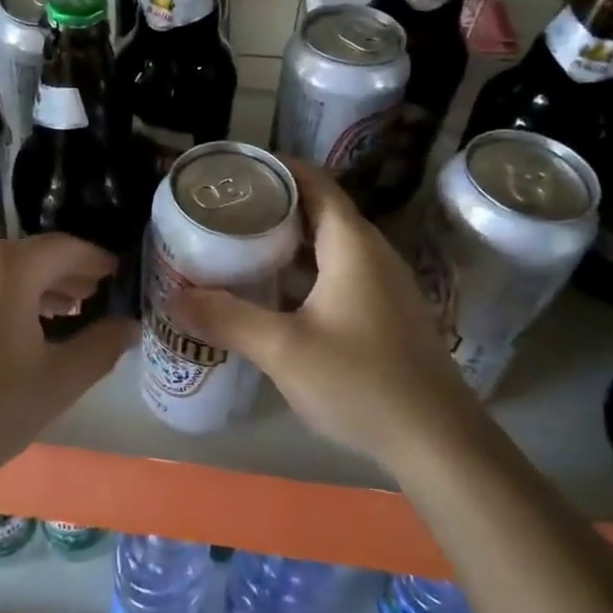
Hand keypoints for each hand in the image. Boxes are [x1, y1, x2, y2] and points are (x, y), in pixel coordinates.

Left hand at [0, 236, 135, 498]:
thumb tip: (128, 325)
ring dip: (36, 290)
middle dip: (67, 276)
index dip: (97, 261)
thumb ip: (101, 347)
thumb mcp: (55, 384)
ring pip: (1, 274)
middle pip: (32, 257)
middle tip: (96, 298)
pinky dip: (4, 301)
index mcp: (6, 265)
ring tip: (63, 316)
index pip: (66, 248)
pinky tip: (14, 333)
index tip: (119, 276)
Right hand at [164, 162, 479, 468]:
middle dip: (270, 204)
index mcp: (351, 244)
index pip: (313, 181)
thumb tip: (173, 298)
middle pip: (317, 210)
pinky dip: (300, 271)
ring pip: (326, 245)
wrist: (439, 443)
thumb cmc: (362, 382)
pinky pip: (335, 273)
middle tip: (221, 210)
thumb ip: (226, 319)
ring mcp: (381, 285)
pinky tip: (271, 294)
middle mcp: (370, 253)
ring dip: (284, 241)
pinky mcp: (383, 313)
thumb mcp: (283, 349)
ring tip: (236, 245)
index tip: (232, 171)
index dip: (274, 168)